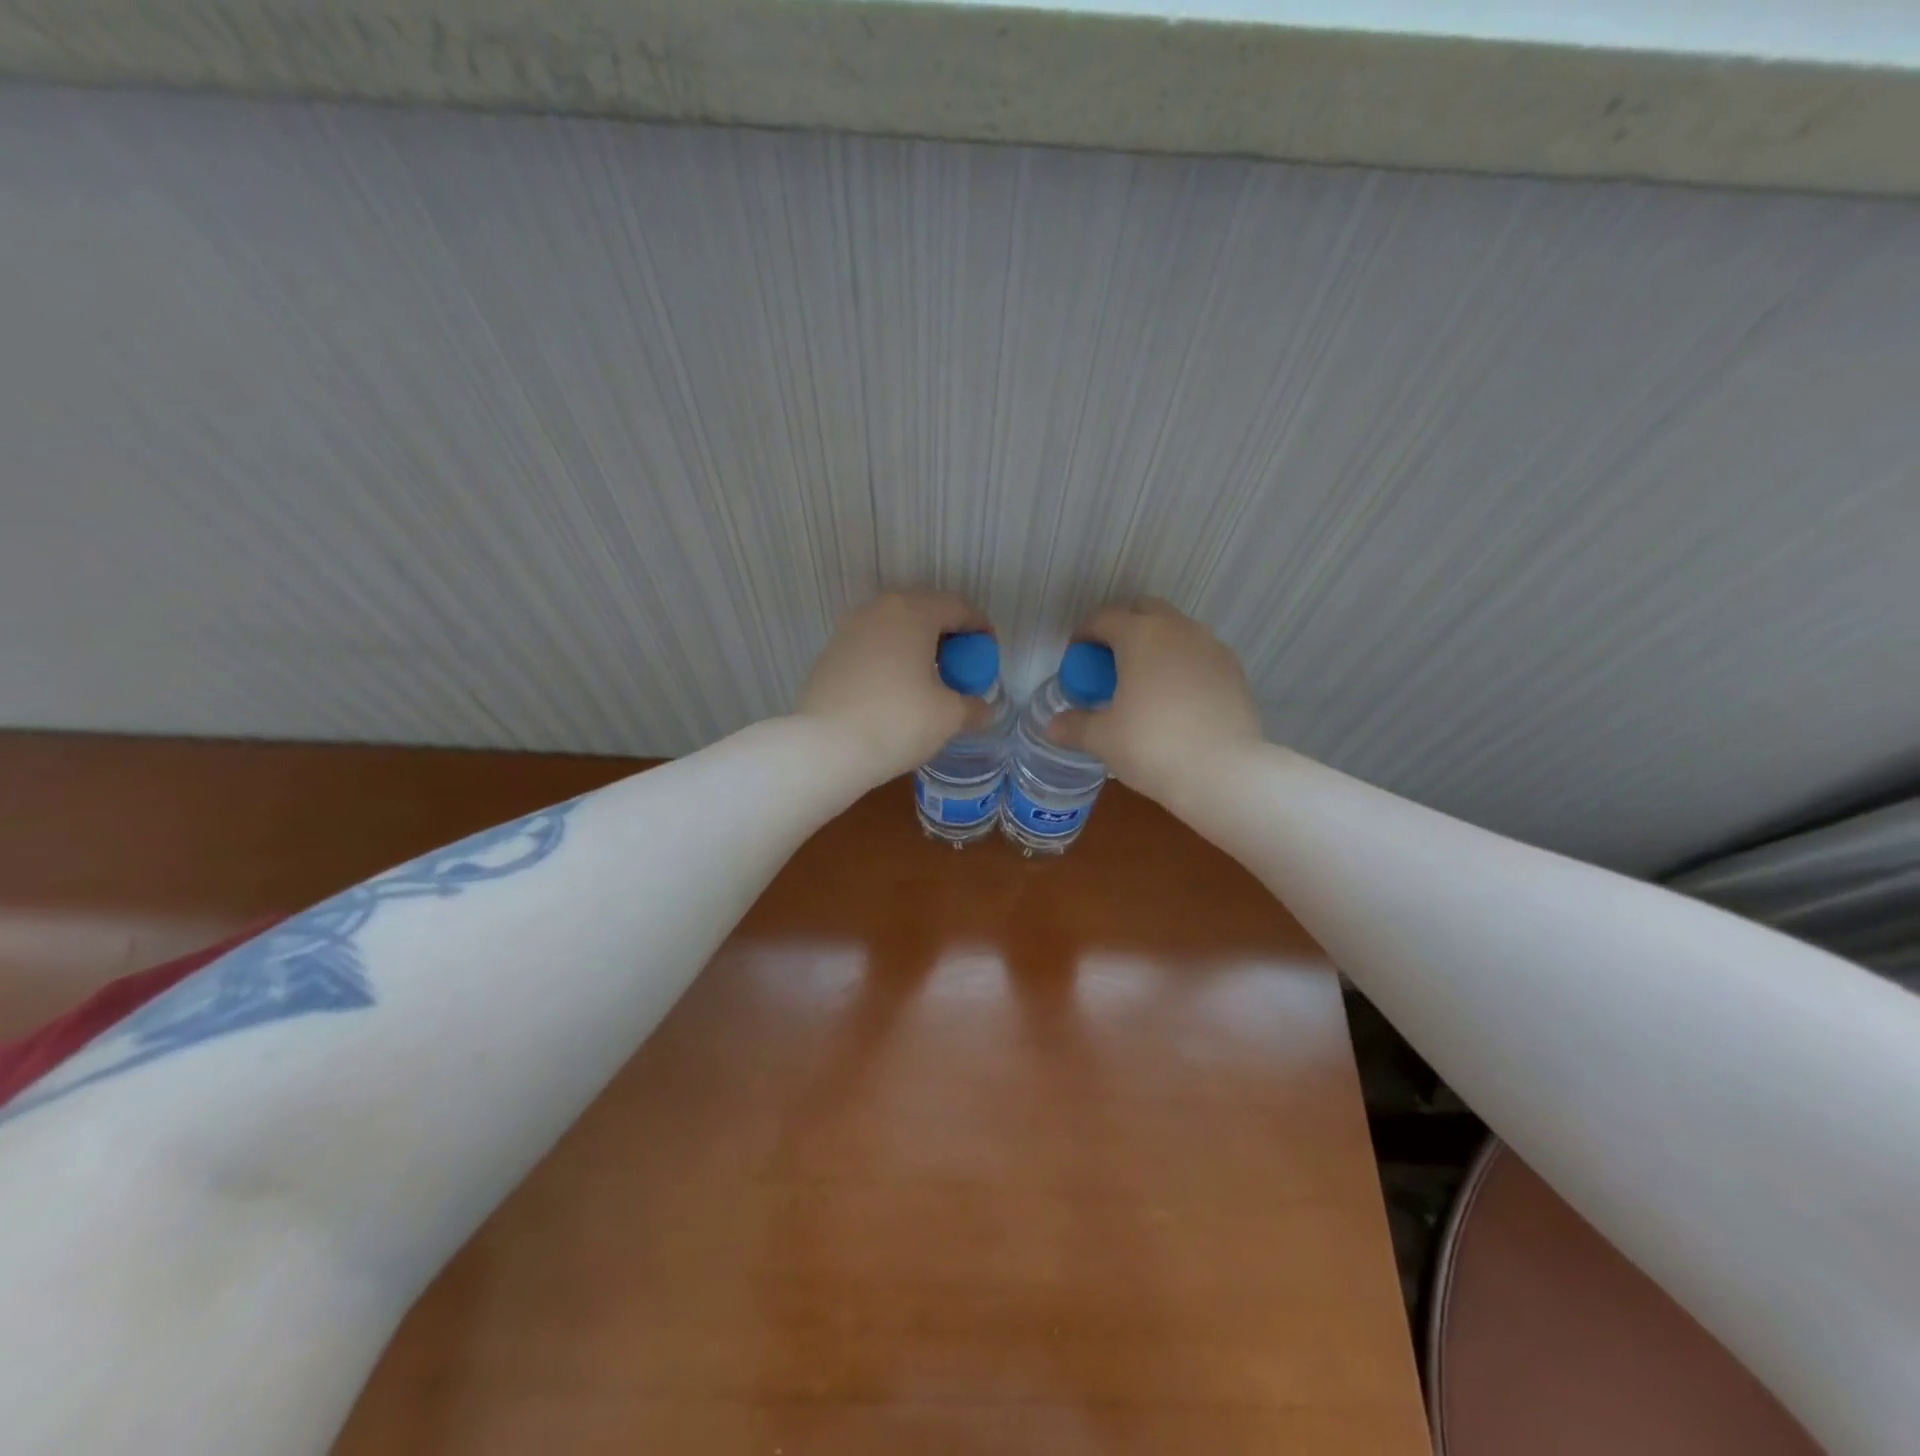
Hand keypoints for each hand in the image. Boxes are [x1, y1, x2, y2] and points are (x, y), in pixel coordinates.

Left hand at [797, 592, 993, 783]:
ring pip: (894, 630)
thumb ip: (973, 706)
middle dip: (948, 637)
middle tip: (961, 667)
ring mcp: (848, 631)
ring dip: (917, 648)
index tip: (989, 654)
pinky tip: (895, 692)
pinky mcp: (829, 655)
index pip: (958, 607)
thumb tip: (981, 709)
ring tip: (929, 681)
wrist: (825, 748)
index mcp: (912, 612)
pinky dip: (890, 661)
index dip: (980, 629)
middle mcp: (877, 610)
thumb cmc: (897, 722)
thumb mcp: (949, 716)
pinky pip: (872, 649)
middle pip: (924, 612)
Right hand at [1050, 598, 1263, 805]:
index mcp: (1141, 635)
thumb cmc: (1152, 746)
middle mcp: (1178, 630)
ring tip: (1143, 681)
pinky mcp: (1234, 670)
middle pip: (1144, 611)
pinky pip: (1199, 654)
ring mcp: (1211, 647)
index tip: (1075, 657)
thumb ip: (1075, 725)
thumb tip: (1052, 726)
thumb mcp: (1103, 738)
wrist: (1223, 773)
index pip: (1103, 618)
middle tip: (1109, 664)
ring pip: (1176, 630)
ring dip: (1156, 644)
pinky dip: (1182, 664)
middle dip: (1123, 628)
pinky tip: (1175, 698)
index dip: (1084, 635)